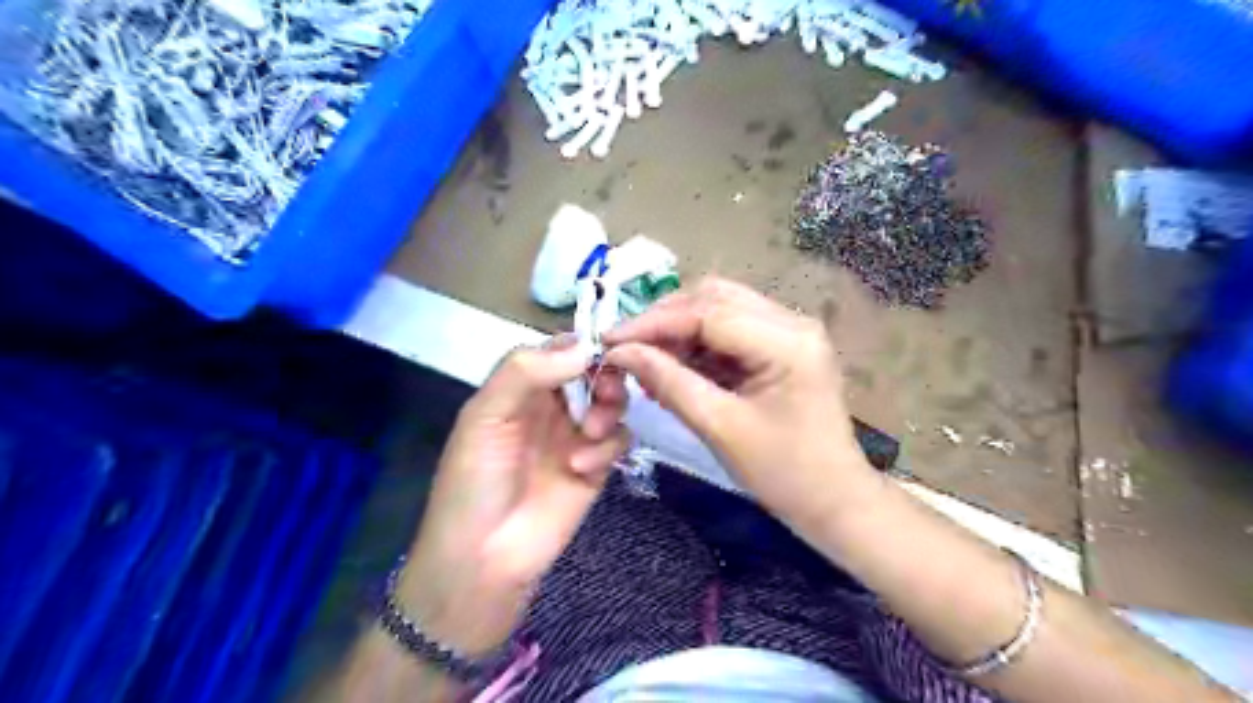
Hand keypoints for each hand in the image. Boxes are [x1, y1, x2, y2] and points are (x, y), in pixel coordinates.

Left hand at [397, 337, 626, 656]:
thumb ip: (525, 372)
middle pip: (595, 372)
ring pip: (612, 402)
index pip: (561, 349)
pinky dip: (607, 446)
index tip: (605, 347)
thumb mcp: (485, 416)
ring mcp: (576, 435)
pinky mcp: (597, 465)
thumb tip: (584, 347)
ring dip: (608, 409)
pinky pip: (619, 439)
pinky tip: (581, 466)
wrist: (483, 557)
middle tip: (602, 392)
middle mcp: (552, 405)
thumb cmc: (475, 480)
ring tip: (589, 431)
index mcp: (521, 387)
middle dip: (605, 376)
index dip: (583, 344)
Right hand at [604, 278, 879, 530]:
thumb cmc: (783, 473)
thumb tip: (620, 353)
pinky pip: (729, 330)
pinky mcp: (782, 345)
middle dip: (664, 319)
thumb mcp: (719, 427)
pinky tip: (673, 367)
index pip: (708, 312)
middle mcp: (793, 321)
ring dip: (679, 329)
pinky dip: (697, 343)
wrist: (834, 501)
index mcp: (787, 341)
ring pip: (719, 308)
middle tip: (626, 347)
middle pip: (714, 298)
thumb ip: (669, 382)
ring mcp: (790, 330)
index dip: (653, 323)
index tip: (610, 340)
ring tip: (646, 361)